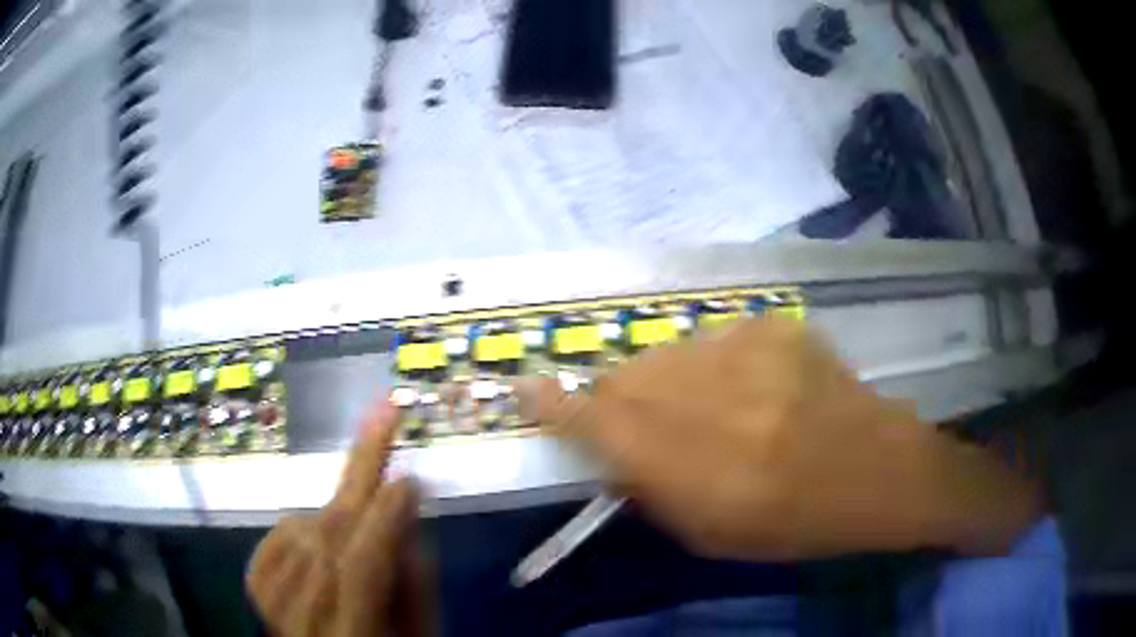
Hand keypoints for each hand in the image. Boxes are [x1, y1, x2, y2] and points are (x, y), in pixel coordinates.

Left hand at [247, 401, 431, 636]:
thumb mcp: (418, 631)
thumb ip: (415, 580)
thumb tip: (407, 509)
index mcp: (351, 634)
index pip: (361, 571)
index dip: (383, 523)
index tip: (409, 478)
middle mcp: (303, 619)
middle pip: (326, 539)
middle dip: (359, 471)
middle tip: (382, 413)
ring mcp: (271, 600)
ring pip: (303, 530)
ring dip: (340, 508)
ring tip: (365, 505)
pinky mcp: (256, 583)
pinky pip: (280, 532)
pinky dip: (305, 522)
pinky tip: (319, 531)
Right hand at [519, 317, 1041, 560]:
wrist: (877, 469)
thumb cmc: (795, 523)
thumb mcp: (711, 534)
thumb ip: (649, 487)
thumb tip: (605, 445)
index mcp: (704, 473)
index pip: (605, 426)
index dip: (557, 405)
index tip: (527, 387)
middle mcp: (723, 404)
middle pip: (629, 379)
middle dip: (614, 396)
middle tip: (631, 417)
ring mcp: (754, 354)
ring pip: (667, 354)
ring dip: (664, 381)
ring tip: (703, 407)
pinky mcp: (777, 326)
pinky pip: (712, 340)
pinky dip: (710, 365)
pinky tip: (745, 389)